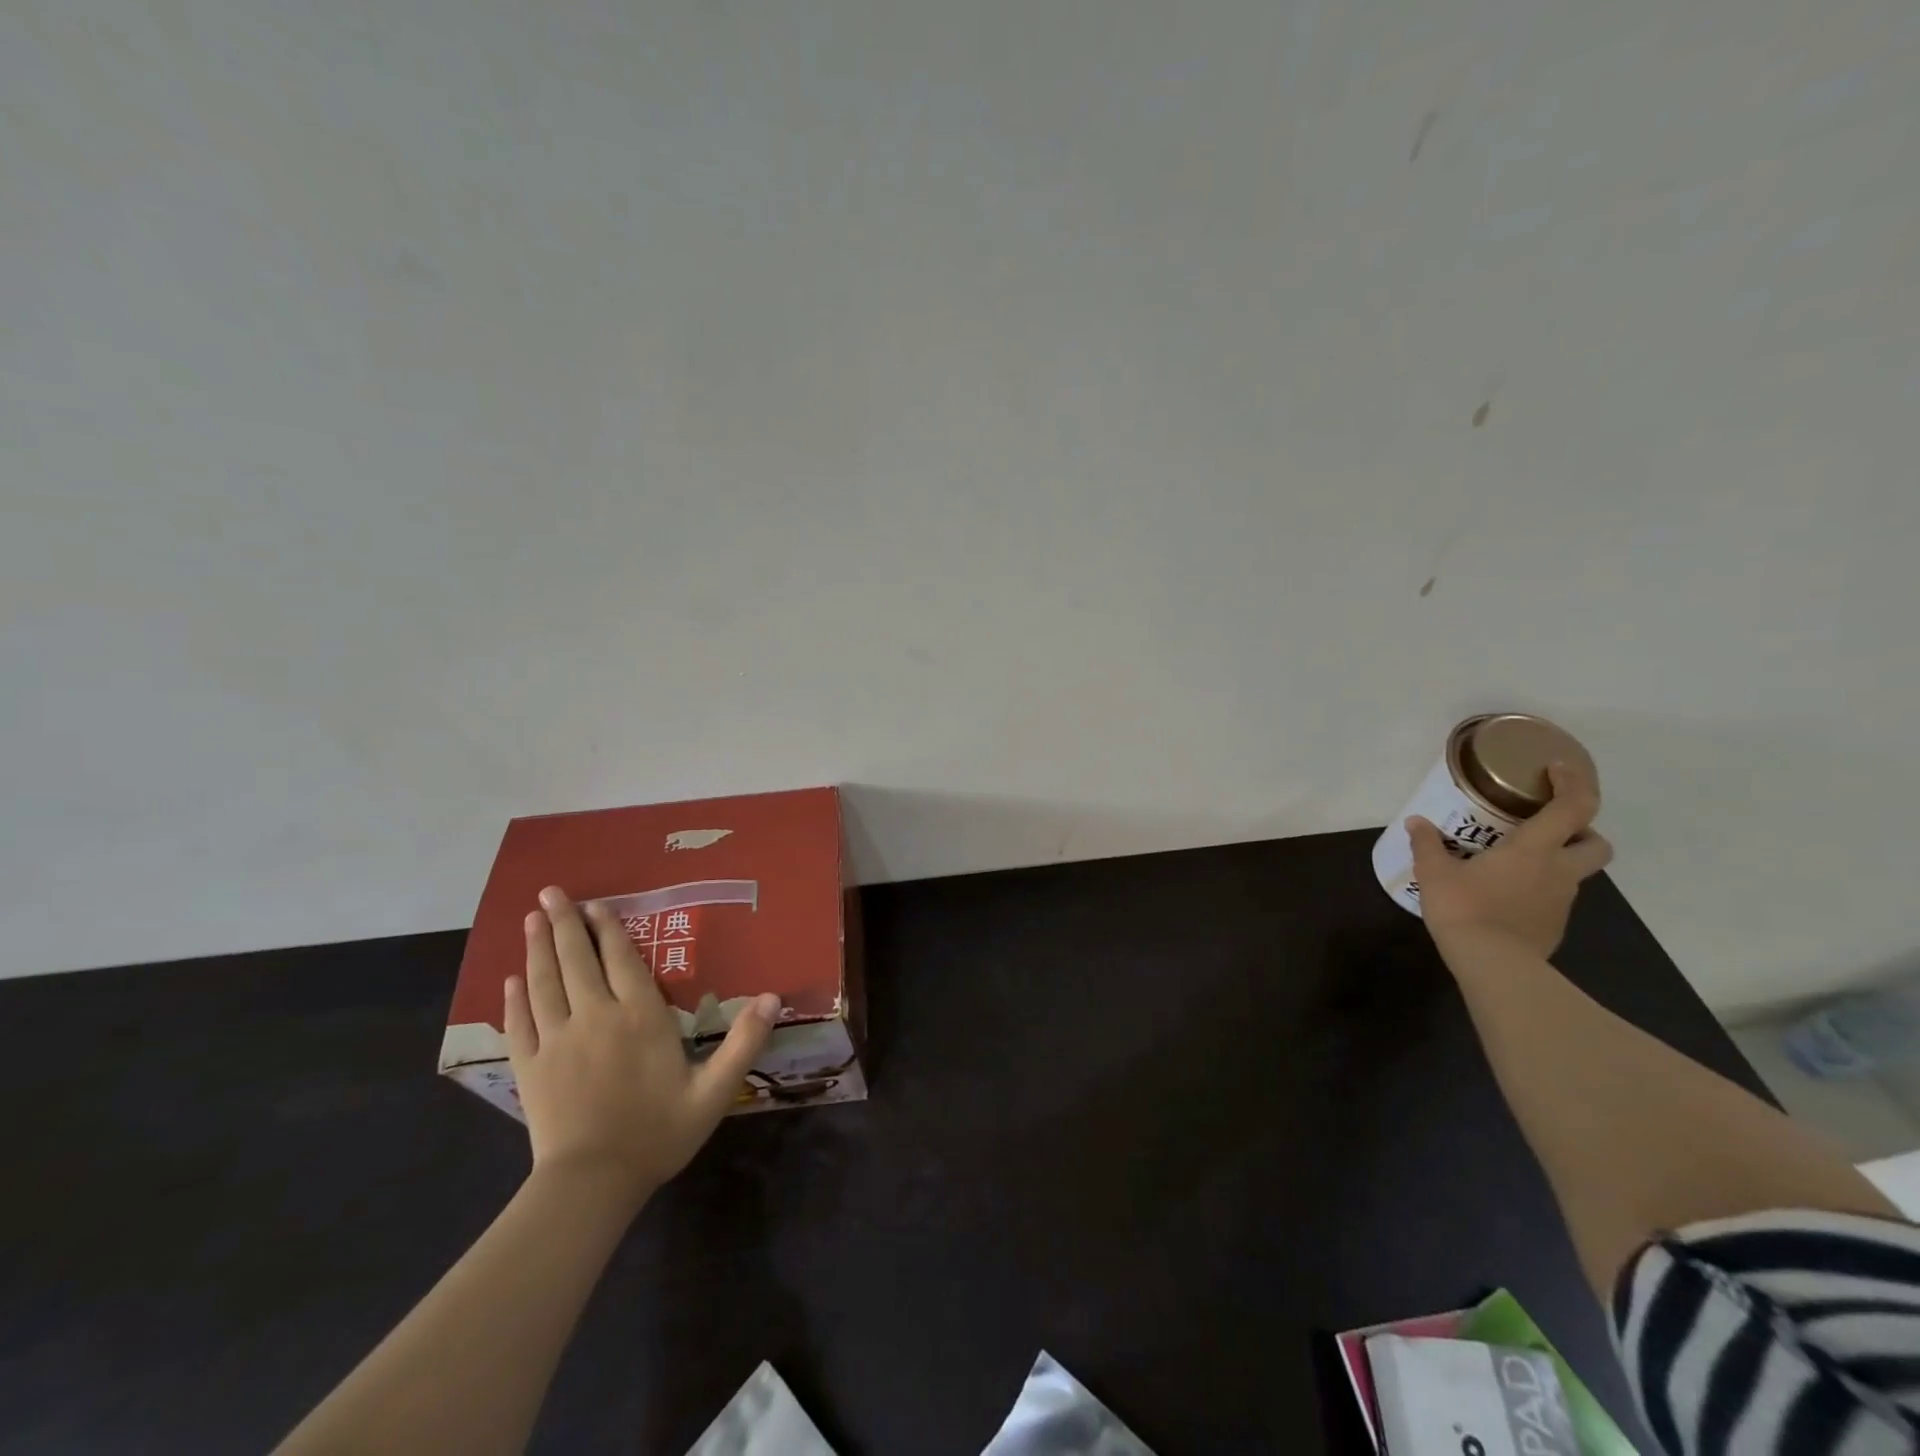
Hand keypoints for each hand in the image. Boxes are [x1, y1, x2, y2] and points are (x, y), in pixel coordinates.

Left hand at [506, 886, 779, 1206]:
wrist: (592, 1184)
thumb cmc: (658, 1132)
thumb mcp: (715, 1090)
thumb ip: (744, 1042)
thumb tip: (774, 997)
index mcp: (640, 1017)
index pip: (622, 960)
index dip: (609, 929)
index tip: (596, 903)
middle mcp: (595, 1016)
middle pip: (577, 960)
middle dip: (565, 923)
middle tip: (550, 892)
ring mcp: (558, 1040)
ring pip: (544, 983)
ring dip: (537, 948)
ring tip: (530, 918)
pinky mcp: (531, 1066)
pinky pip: (520, 1022)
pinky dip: (514, 998)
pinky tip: (509, 979)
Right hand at [1408, 761, 1612, 960]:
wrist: (1492, 964)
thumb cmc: (1465, 907)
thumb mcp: (1434, 872)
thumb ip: (1427, 844)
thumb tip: (1416, 822)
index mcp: (1534, 849)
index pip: (1573, 807)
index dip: (1573, 783)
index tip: (1559, 768)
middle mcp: (1558, 871)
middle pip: (1597, 843)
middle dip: (1583, 831)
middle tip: (1547, 827)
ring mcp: (1562, 901)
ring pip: (1576, 872)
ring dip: (1556, 861)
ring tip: (1514, 863)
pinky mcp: (1555, 925)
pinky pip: (1554, 898)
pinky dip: (1538, 890)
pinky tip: (1505, 895)